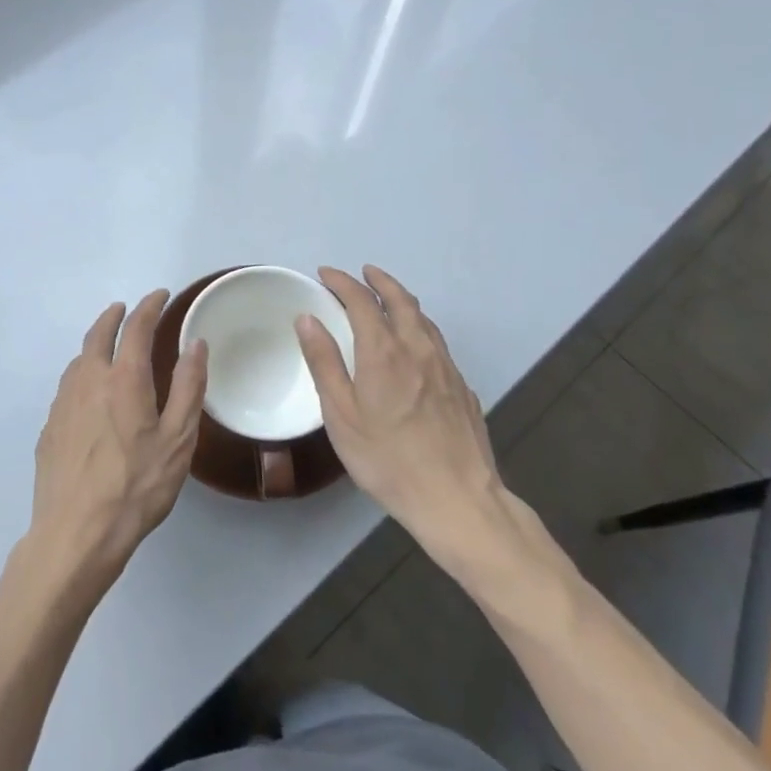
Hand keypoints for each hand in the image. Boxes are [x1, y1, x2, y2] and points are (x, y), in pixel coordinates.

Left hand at [28, 290, 208, 587]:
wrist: (76, 533)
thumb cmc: (136, 486)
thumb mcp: (178, 439)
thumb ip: (188, 387)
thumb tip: (196, 344)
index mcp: (123, 379)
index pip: (136, 328)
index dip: (149, 306)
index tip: (159, 295)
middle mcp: (88, 381)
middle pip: (98, 335)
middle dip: (114, 316)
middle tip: (126, 308)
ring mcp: (63, 405)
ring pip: (78, 360)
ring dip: (94, 343)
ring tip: (107, 346)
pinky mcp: (49, 429)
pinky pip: (67, 387)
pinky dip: (82, 373)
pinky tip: (88, 392)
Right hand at [295, 266, 533, 567]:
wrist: (457, 498)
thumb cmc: (387, 459)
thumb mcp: (341, 415)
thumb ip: (324, 362)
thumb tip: (308, 318)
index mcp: (384, 352)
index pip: (361, 301)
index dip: (342, 282)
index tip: (326, 274)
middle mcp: (418, 348)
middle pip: (400, 300)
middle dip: (379, 281)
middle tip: (363, 272)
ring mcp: (446, 366)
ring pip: (424, 319)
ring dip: (402, 301)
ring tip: (387, 299)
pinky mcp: (461, 386)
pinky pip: (437, 341)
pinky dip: (419, 327)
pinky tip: (414, 344)